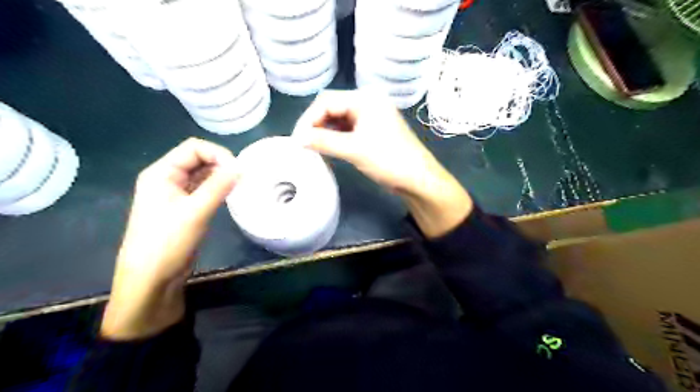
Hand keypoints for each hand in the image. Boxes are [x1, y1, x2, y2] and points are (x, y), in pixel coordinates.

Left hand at [100, 138, 239, 339]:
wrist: (151, 279)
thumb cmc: (167, 242)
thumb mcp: (195, 212)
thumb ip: (218, 186)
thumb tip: (241, 166)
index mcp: (161, 173)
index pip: (193, 148)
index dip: (217, 154)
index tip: (238, 170)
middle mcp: (167, 179)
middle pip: (198, 159)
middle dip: (221, 164)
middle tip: (242, 178)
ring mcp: (175, 194)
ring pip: (202, 175)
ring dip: (221, 177)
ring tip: (240, 186)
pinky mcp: (184, 208)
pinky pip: (203, 190)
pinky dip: (218, 189)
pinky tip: (230, 195)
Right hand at [294, 90, 437, 197]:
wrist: (418, 179)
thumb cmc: (389, 160)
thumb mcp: (354, 150)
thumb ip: (324, 141)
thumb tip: (298, 139)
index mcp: (366, 99)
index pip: (327, 101)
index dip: (308, 119)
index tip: (297, 139)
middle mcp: (368, 103)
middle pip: (332, 108)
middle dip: (315, 125)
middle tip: (303, 143)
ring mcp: (371, 117)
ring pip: (339, 120)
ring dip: (324, 132)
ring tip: (312, 147)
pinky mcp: (372, 131)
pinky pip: (347, 130)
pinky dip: (335, 138)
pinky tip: (327, 148)